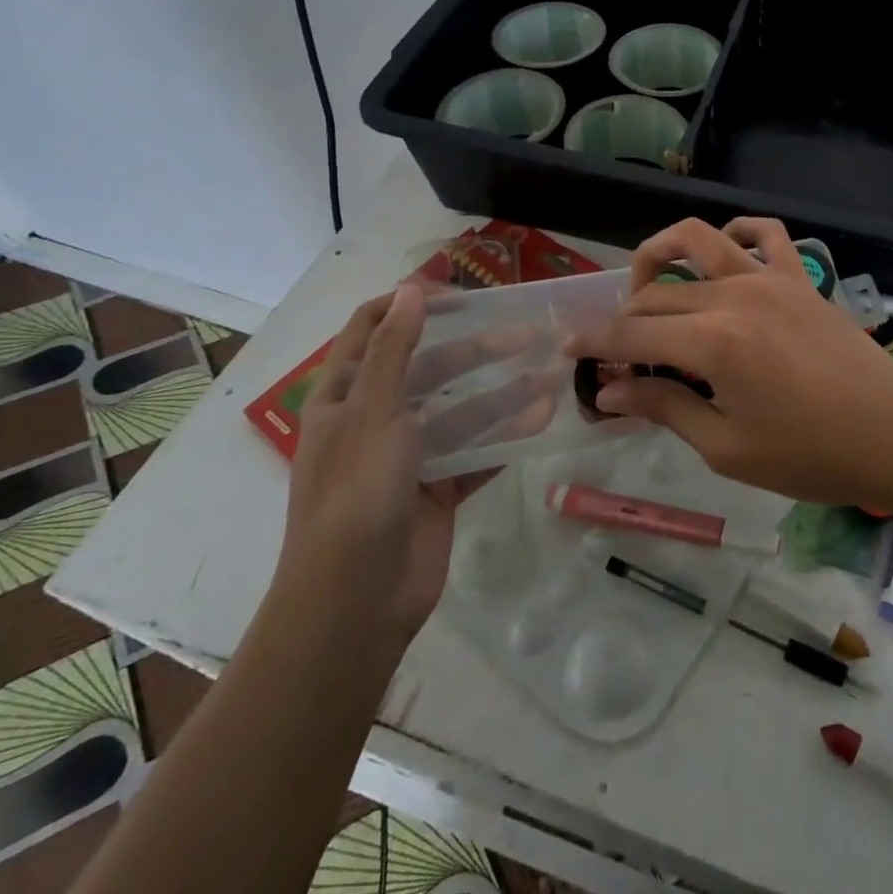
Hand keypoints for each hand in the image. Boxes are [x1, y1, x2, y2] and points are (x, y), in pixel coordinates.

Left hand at [272, 285, 560, 649]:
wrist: (355, 604)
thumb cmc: (356, 495)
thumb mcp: (374, 413)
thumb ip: (396, 350)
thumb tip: (411, 289)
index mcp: (343, 397)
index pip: (372, 330)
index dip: (409, 305)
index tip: (459, 296)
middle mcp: (374, 420)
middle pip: (429, 368)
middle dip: (476, 349)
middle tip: (526, 334)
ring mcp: (408, 457)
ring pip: (460, 410)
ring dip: (501, 392)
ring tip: (548, 375)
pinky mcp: (437, 489)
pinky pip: (475, 452)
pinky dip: (505, 436)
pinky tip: (540, 418)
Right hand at [565, 219, 892, 510]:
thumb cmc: (811, 455)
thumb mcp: (727, 447)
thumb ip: (665, 407)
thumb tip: (611, 390)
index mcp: (712, 342)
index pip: (633, 333)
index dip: (596, 342)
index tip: (571, 351)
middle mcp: (734, 295)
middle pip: (657, 293)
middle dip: (624, 318)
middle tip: (615, 351)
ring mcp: (769, 278)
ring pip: (699, 240)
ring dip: (662, 253)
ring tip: (649, 284)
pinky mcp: (799, 278)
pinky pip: (765, 233)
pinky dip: (736, 233)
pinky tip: (724, 254)